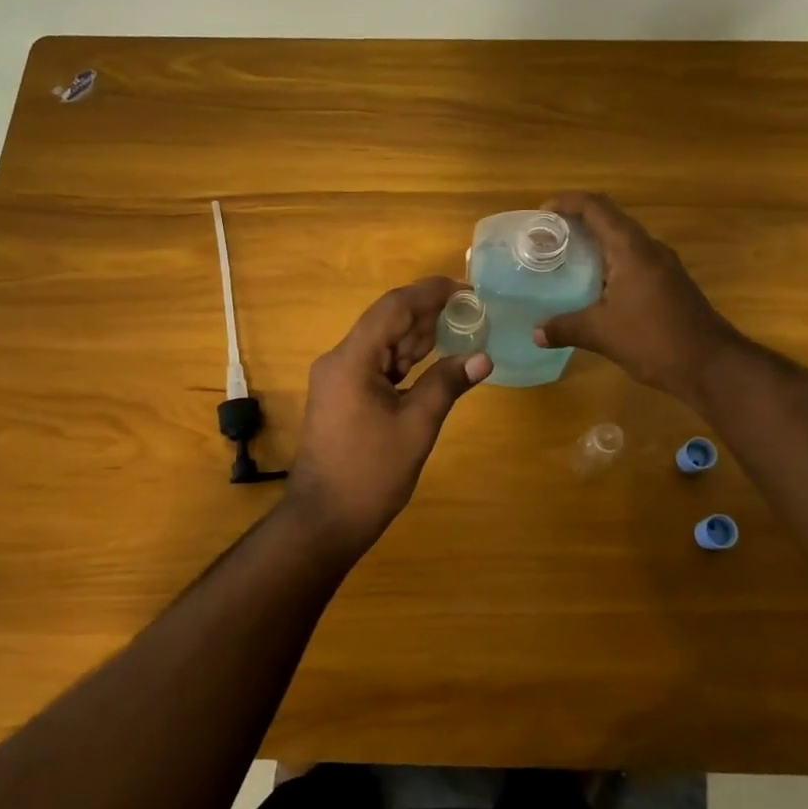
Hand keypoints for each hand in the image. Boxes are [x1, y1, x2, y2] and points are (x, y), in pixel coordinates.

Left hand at [285, 277, 491, 554]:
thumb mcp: (416, 426)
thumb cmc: (371, 473)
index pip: (393, 308)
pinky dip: (404, 360)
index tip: (465, 289)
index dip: (429, 293)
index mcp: (352, 360)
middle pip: (386, 321)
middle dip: (427, 313)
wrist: (325, 519)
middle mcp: (339, 360)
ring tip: (459, 328)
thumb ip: (447, 384)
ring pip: (382, 343)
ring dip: (417, 336)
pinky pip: (376, 364)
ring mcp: (338, 378)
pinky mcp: (342, 395)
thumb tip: (483, 357)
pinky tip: (432, 358)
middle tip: (470, 311)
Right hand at [533, 191, 738, 404]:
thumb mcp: (601, 334)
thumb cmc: (654, 340)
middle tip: (546, 238)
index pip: (596, 207)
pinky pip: (632, 259)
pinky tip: (592, 286)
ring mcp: (663, 265)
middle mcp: (649, 248)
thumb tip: (536, 333)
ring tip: (563, 258)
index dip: (567, 202)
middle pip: (609, 218)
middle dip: (576, 221)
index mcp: (631, 249)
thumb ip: (565, 328)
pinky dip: (608, 262)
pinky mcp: (668, 283)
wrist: (712, 365)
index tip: (540, 213)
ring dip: (594, 242)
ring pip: (622, 240)